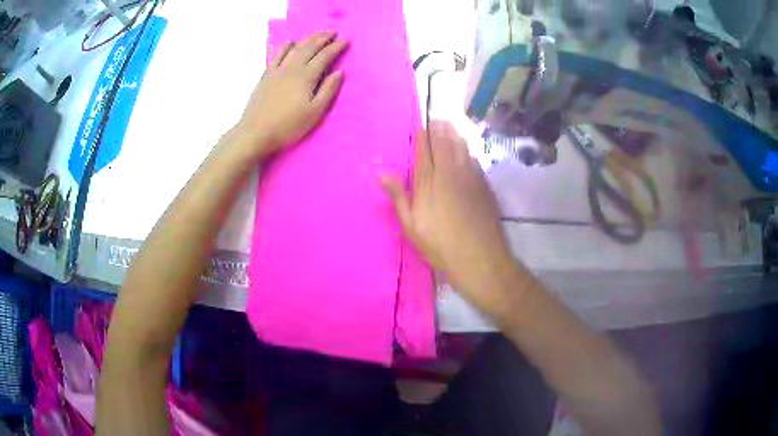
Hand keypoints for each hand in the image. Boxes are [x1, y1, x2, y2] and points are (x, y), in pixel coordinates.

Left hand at [237, 31, 347, 156]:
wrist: (256, 132)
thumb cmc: (288, 125)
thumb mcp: (314, 112)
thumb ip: (328, 90)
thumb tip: (339, 71)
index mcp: (307, 76)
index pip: (325, 56)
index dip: (336, 47)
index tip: (346, 40)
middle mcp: (292, 68)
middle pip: (309, 47)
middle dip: (323, 38)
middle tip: (333, 32)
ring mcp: (277, 70)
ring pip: (295, 48)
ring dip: (307, 39)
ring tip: (316, 34)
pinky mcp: (266, 75)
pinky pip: (277, 55)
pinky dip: (285, 46)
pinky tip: (290, 42)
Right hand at [382, 122, 514, 309]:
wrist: (480, 257)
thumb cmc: (440, 244)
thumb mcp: (411, 225)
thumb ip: (399, 196)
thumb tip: (381, 173)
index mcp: (429, 181)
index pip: (423, 150)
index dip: (422, 136)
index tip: (421, 124)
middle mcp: (450, 173)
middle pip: (444, 144)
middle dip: (439, 129)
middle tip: (437, 118)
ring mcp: (470, 178)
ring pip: (461, 149)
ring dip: (455, 135)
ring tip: (451, 125)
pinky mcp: (484, 186)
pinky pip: (474, 161)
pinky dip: (468, 151)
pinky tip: (467, 150)